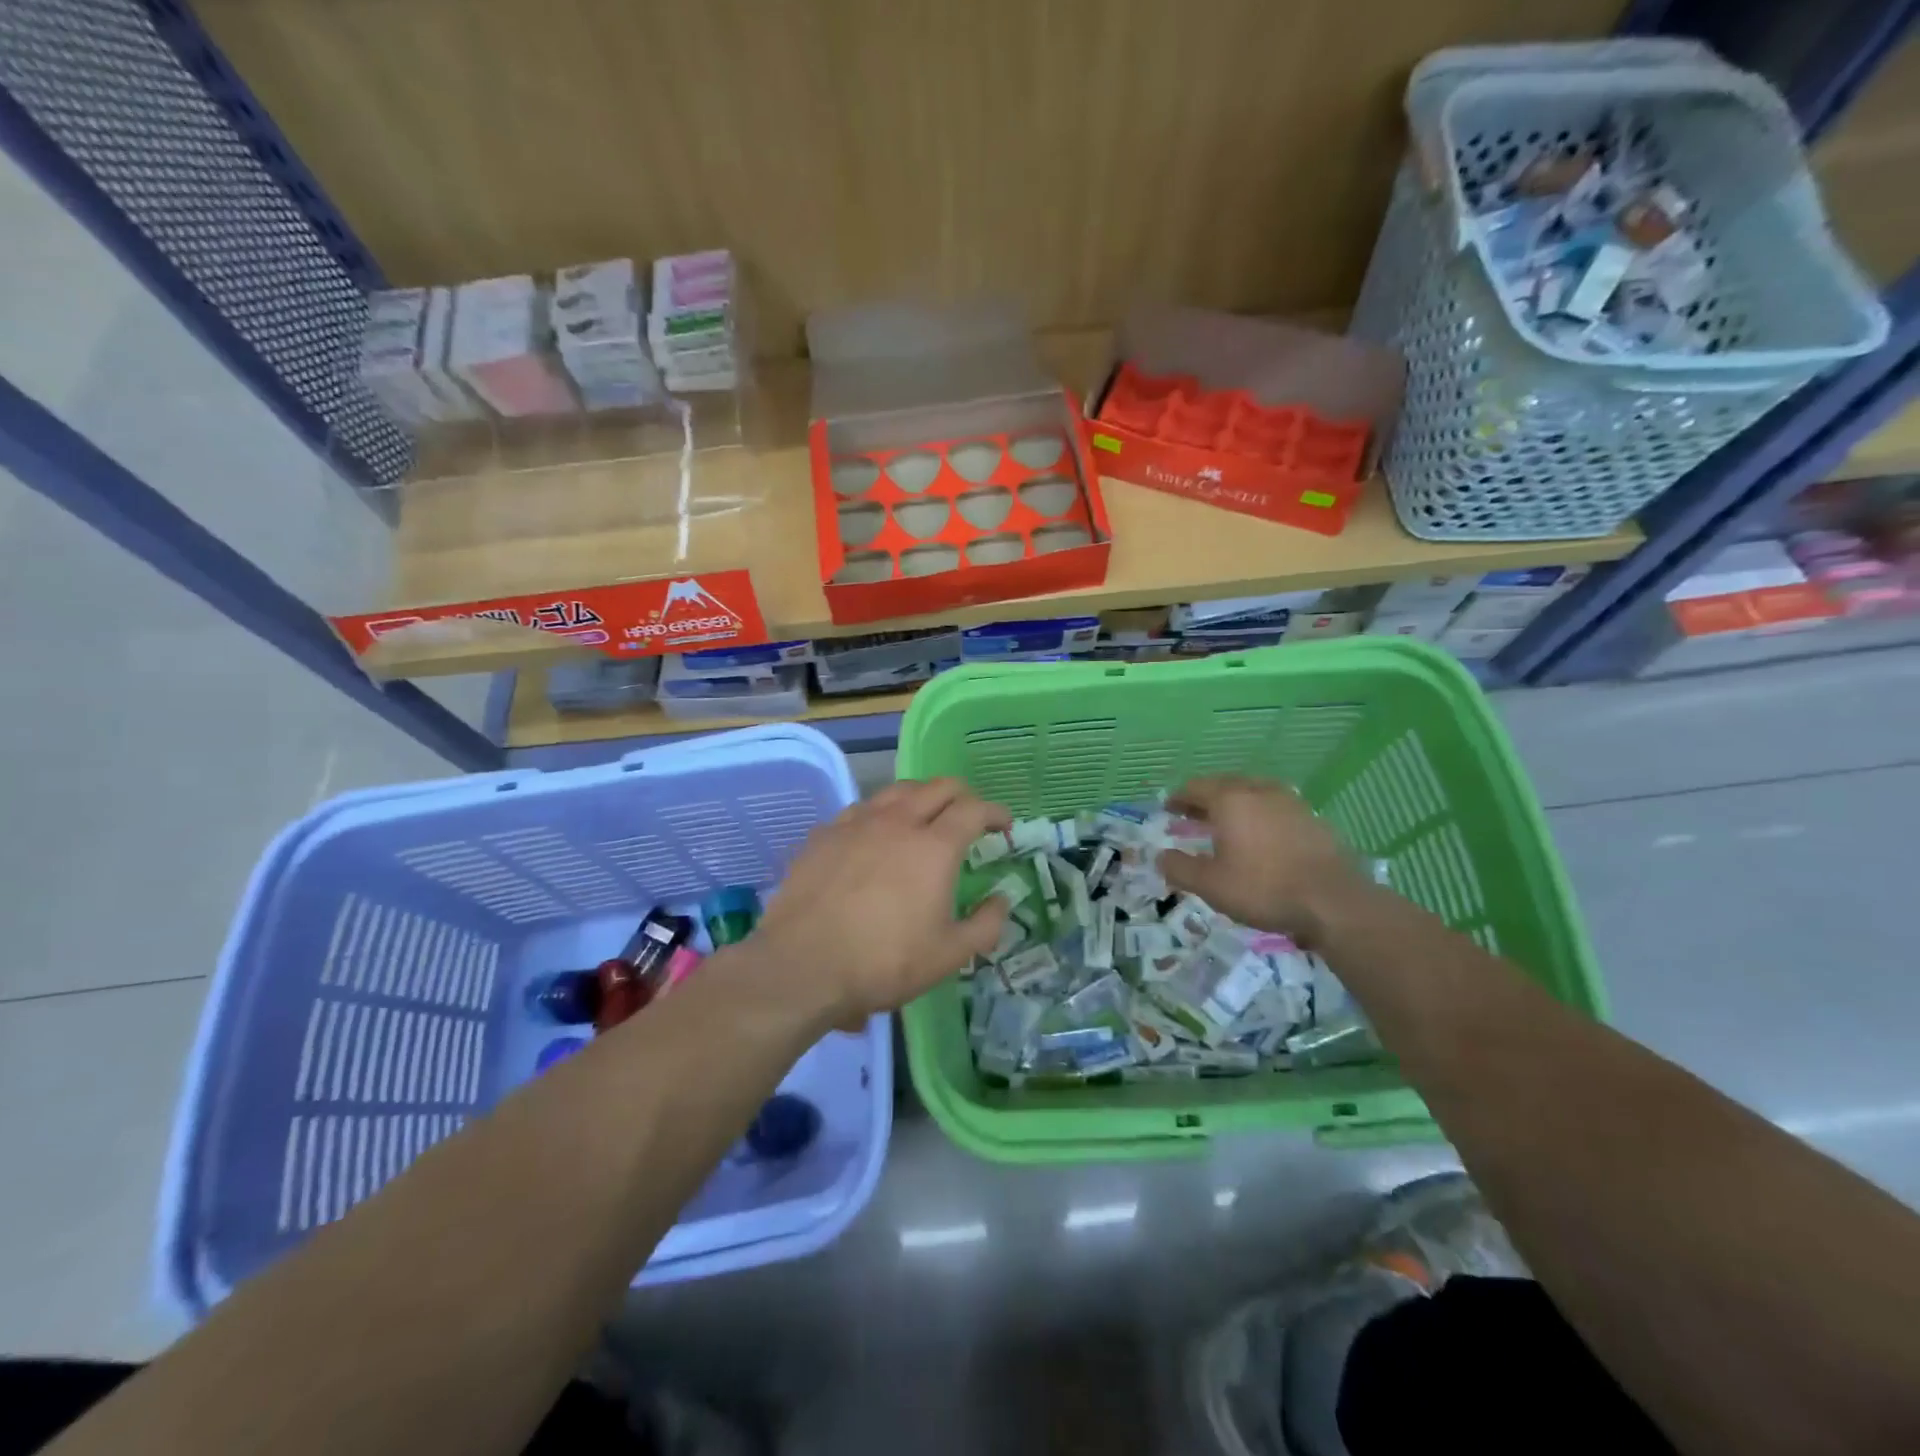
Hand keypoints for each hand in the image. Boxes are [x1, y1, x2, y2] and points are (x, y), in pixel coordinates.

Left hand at [749, 779, 1011, 1024]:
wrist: (802, 965)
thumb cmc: (883, 962)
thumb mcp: (948, 956)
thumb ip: (985, 925)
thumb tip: (1001, 900)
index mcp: (934, 847)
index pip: (973, 809)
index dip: (994, 812)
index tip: (1004, 825)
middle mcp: (897, 822)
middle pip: (937, 787)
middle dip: (962, 795)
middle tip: (969, 815)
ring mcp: (856, 823)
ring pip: (896, 790)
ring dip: (920, 797)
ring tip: (924, 816)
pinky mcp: (824, 834)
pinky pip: (861, 809)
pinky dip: (881, 814)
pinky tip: (875, 835)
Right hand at [1156, 775, 1370, 945]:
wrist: (1334, 902)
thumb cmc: (1263, 888)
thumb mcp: (1210, 885)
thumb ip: (1179, 868)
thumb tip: (1160, 856)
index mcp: (1230, 800)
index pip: (1196, 788)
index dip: (1178, 797)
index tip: (1168, 808)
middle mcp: (1259, 791)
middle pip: (1225, 785)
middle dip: (1205, 798)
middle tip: (1192, 815)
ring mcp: (1290, 802)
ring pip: (1253, 793)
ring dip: (1234, 804)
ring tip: (1226, 823)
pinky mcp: (1312, 819)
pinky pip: (1275, 807)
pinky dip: (1259, 815)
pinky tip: (1260, 836)